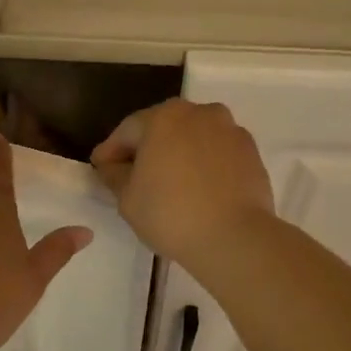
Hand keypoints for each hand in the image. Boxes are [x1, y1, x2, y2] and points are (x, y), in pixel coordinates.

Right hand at [91, 99, 274, 265]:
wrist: (235, 237)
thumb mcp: (127, 198)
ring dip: (177, 154)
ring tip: (168, 182)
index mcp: (163, 117)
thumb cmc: (170, 214)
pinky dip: (203, 165)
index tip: (99, 168)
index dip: (110, 151)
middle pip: (163, 128)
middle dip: (145, 148)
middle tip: (131, 174)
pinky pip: (216, 153)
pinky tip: (196, 188)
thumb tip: (113, 166)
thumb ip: (115, 175)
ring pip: (193, 138)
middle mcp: (199, 113)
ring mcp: (230, 130)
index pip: (127, 131)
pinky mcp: (251, 152)